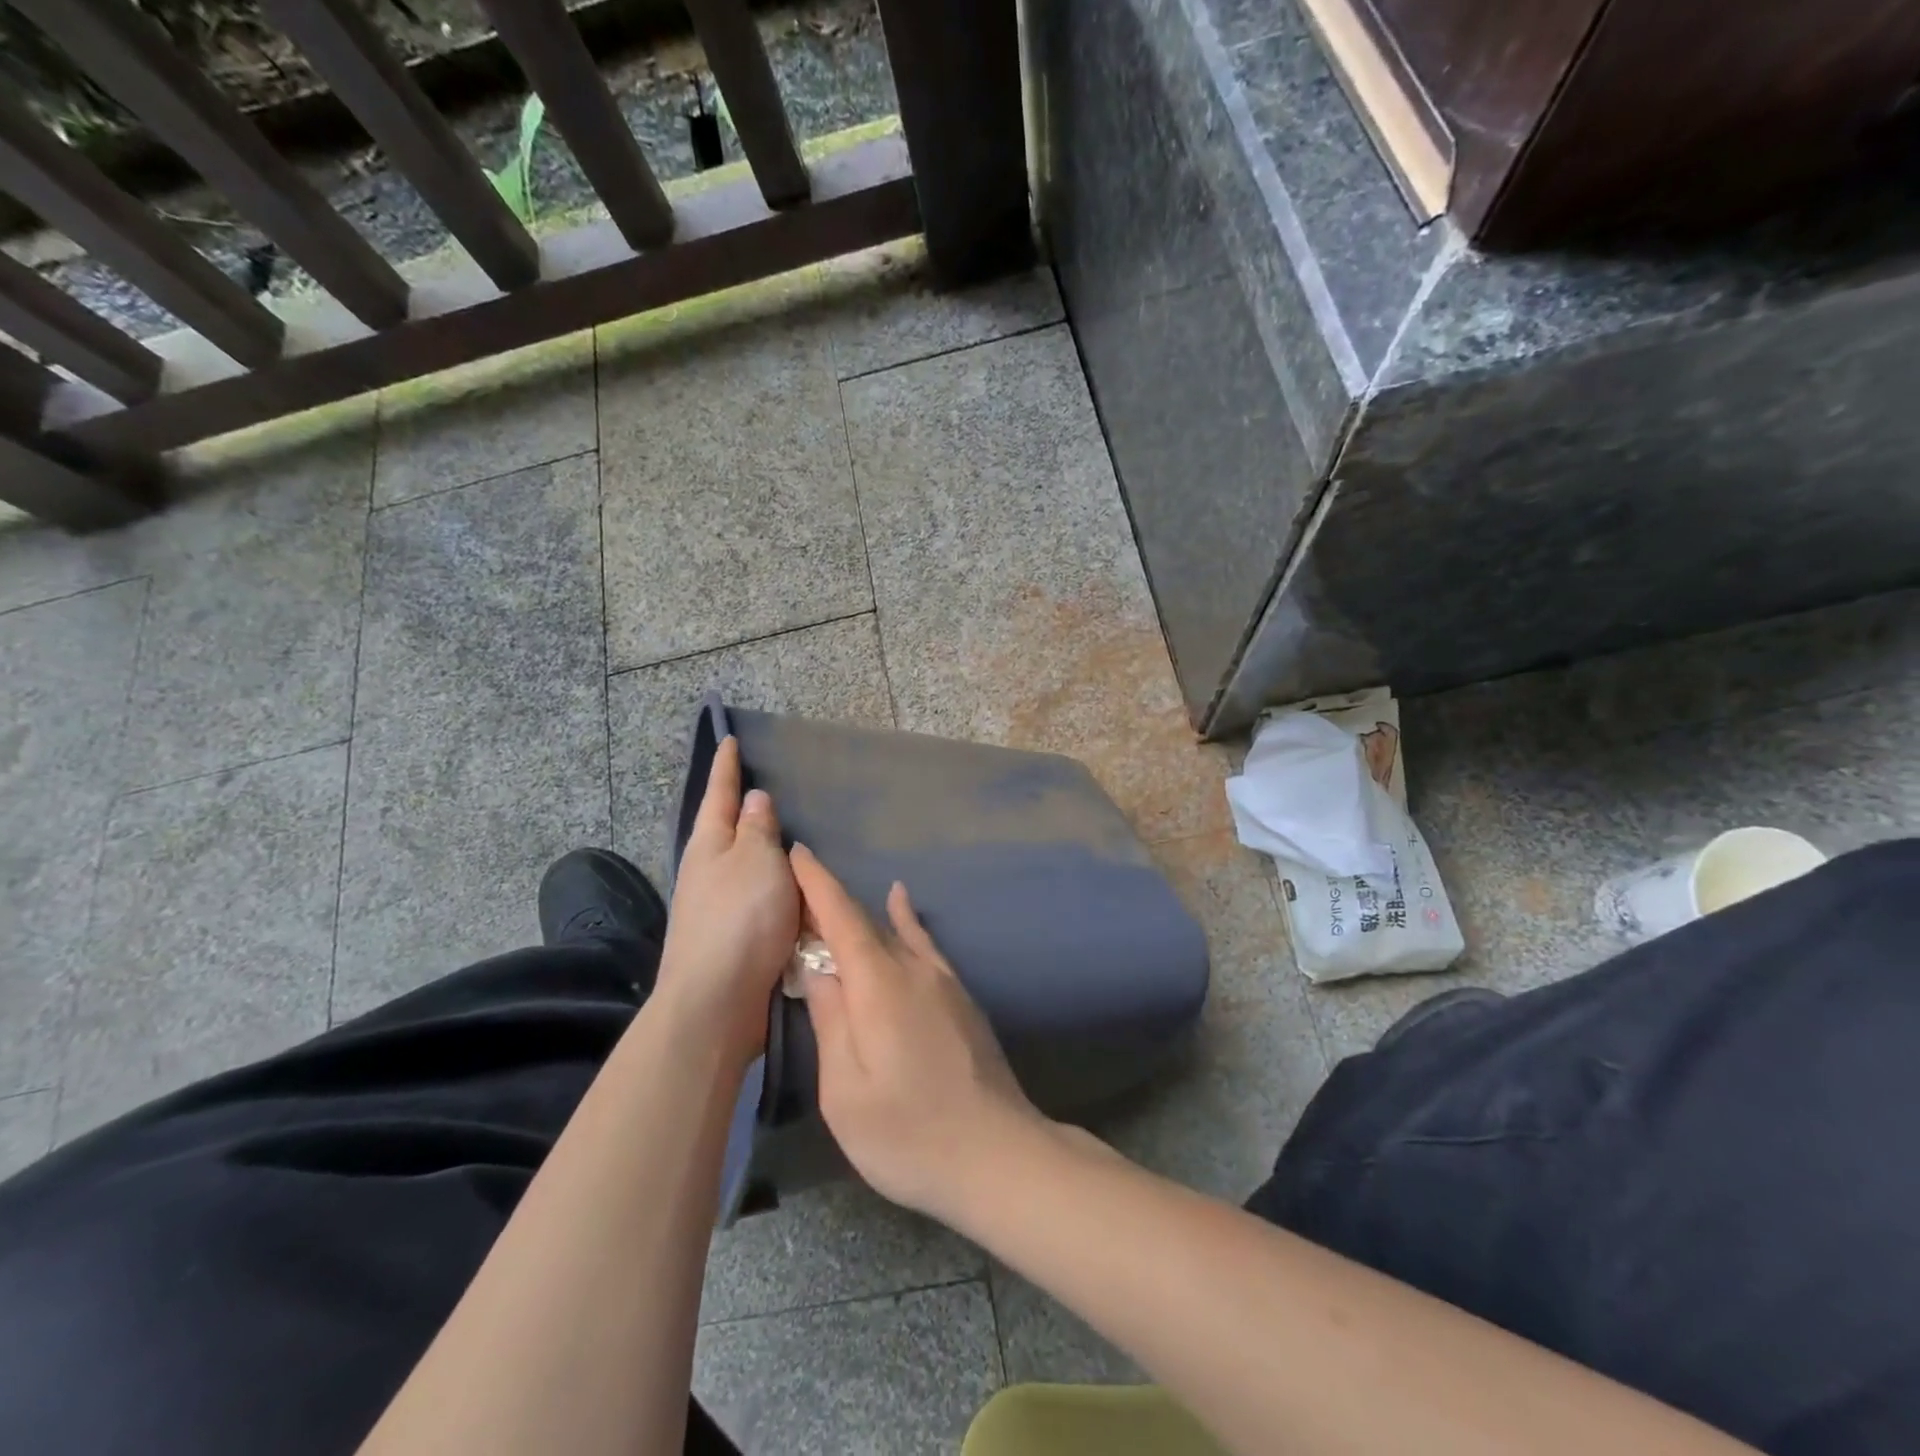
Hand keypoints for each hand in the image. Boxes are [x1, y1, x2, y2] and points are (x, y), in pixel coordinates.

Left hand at [656, 736, 798, 1069]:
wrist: (717, 1001)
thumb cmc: (740, 919)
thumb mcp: (757, 861)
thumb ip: (759, 829)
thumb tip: (754, 800)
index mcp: (710, 846)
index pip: (721, 795)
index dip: (726, 768)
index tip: (729, 741)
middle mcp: (707, 873)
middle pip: (727, 831)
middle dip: (743, 811)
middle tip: (769, 788)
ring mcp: (717, 908)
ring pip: (745, 869)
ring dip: (763, 854)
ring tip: (790, 839)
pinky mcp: (733, 940)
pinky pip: (760, 902)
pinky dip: (776, 891)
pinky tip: (795, 892)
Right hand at [789, 844, 1045, 1223]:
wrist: (998, 1154)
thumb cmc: (909, 1133)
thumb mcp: (845, 1091)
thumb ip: (830, 1021)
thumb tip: (818, 969)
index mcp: (880, 984)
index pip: (842, 917)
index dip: (817, 883)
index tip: (796, 851)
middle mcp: (913, 968)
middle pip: (865, 921)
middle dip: (829, 902)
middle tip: (795, 890)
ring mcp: (943, 980)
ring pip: (894, 931)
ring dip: (860, 913)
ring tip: (832, 897)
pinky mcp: (960, 996)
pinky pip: (923, 944)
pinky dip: (905, 919)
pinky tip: (901, 902)